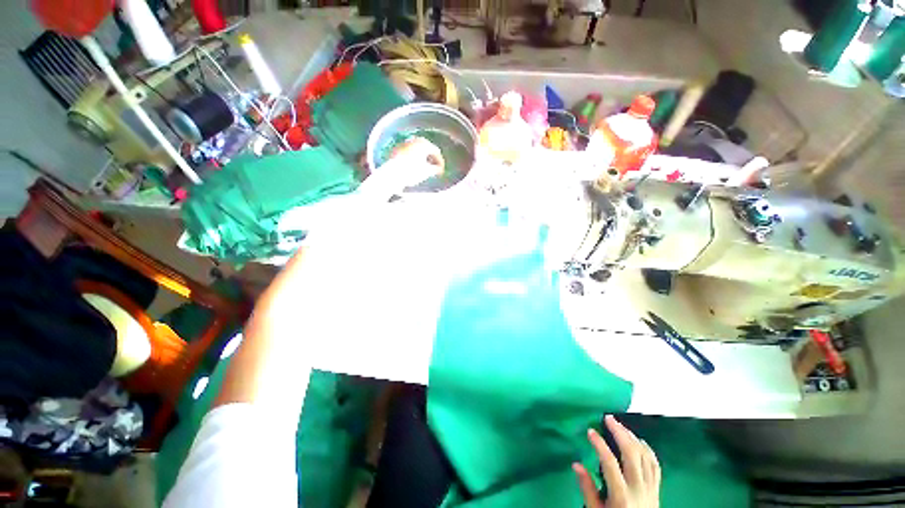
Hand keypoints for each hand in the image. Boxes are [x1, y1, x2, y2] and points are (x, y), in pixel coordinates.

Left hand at [358, 137, 444, 199]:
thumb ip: (435, 169)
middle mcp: (414, 140)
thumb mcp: (427, 172)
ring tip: (423, 168)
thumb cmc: (412, 171)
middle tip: (433, 168)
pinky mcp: (396, 149)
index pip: (436, 152)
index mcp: (424, 144)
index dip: (440, 162)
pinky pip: (408, 153)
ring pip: (416, 150)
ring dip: (421, 158)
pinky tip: (412, 167)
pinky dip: (412, 158)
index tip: (441, 171)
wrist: (392, 174)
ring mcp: (404, 144)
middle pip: (426, 149)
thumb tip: (439, 169)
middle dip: (431, 159)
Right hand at [573, 415, 660, 507]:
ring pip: (644, 456)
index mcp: (621, 495)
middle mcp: (638, 488)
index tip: (590, 431)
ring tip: (620, 426)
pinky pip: (655, 464)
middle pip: (631, 454)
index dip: (599, 444)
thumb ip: (587, 489)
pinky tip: (639, 440)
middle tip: (608, 418)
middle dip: (620, 433)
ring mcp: (650, 487)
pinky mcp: (657, 488)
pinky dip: (647, 449)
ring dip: (632, 437)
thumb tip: (576, 464)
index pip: (610, 463)